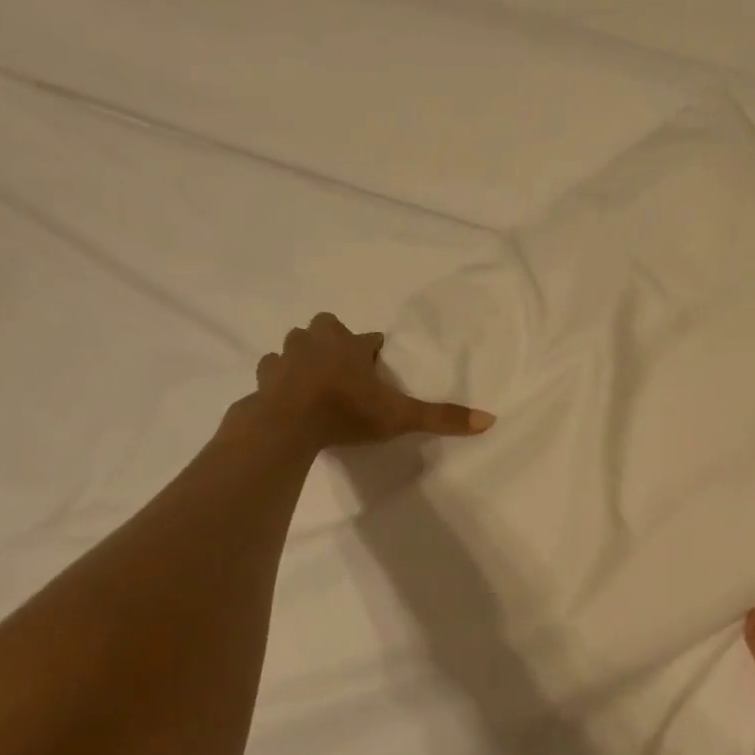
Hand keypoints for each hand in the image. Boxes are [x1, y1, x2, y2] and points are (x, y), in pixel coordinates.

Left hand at [235, 313, 494, 451]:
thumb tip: (490, 420)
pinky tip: (290, 396)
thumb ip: (441, 418)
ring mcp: (285, 357)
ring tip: (318, 382)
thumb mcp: (400, 417)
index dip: (376, 352)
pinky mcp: (264, 378)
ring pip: (296, 346)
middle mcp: (316, 341)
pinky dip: (281, 378)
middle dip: (335, 342)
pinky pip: (273, 370)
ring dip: (306, 357)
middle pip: (326, 328)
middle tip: (347, 370)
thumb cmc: (346, 412)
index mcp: (349, 344)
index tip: (381, 369)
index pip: (370, 338)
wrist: (287, 426)